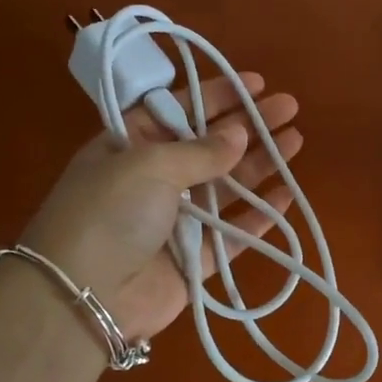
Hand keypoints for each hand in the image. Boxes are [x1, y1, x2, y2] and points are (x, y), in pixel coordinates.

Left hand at [19, 72, 302, 340]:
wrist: (84, 297)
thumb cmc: (110, 213)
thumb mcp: (149, 165)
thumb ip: (200, 151)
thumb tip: (239, 133)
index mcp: (130, 146)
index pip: (178, 109)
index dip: (216, 95)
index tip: (256, 84)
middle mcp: (153, 179)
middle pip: (209, 145)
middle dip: (249, 125)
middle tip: (289, 107)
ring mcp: (175, 221)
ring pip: (226, 186)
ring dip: (260, 164)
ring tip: (297, 140)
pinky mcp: (193, 260)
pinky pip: (232, 233)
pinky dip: (258, 216)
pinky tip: (286, 195)